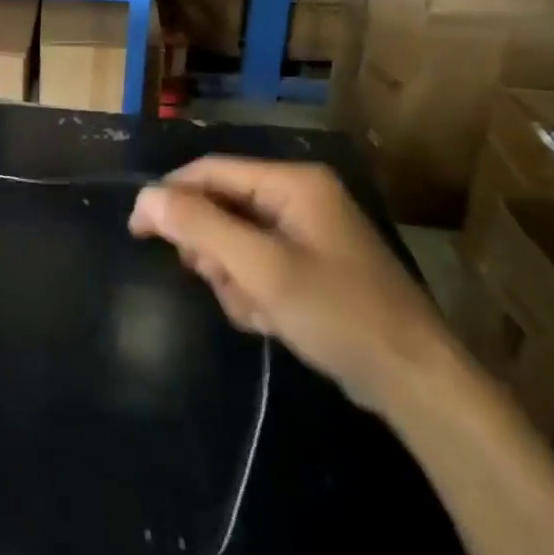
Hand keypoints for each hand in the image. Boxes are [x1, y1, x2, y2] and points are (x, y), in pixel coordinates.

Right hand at [129, 158, 457, 414]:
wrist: (417, 383)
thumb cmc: (338, 314)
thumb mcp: (262, 269)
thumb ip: (201, 227)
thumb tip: (145, 197)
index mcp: (292, 183)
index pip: (211, 171)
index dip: (169, 195)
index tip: (137, 229)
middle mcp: (299, 198)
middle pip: (222, 207)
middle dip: (211, 249)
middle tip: (214, 281)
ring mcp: (307, 234)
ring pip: (235, 242)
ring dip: (232, 277)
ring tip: (253, 310)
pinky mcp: (312, 267)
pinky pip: (258, 266)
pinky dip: (253, 292)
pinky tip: (269, 320)